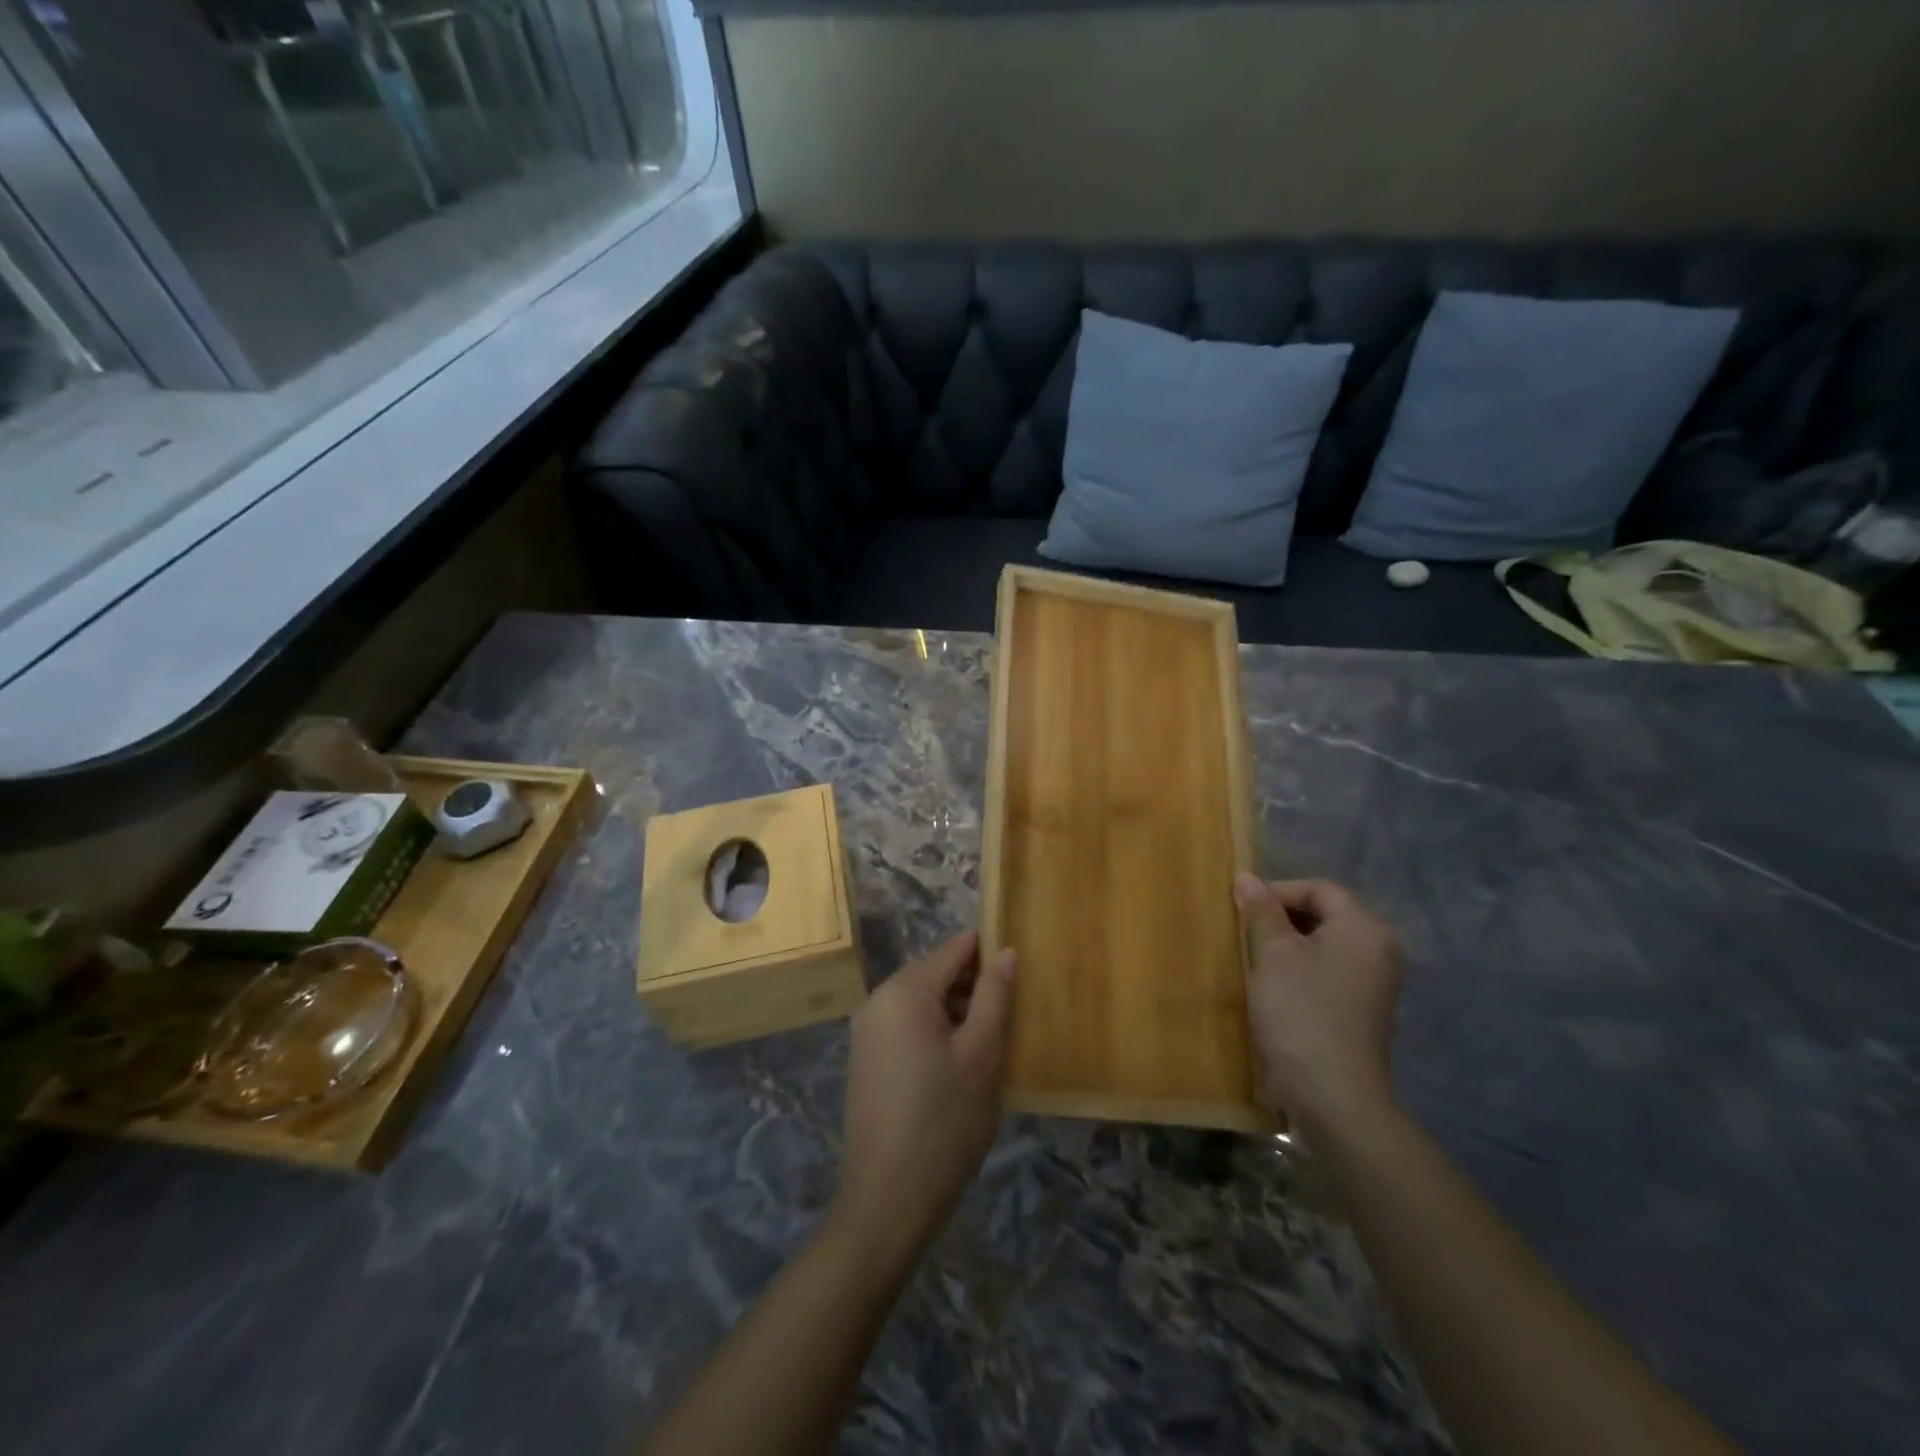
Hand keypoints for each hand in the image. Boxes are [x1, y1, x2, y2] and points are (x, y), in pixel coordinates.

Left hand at [830, 930, 1014, 1274]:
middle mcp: (879, 999)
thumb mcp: (981, 1055)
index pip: (955, 948)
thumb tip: (1006, 951)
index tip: (1021, 970)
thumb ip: (994, 995)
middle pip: (936, 972)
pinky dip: (935, 1030)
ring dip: (956, 1010)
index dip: (990, 952)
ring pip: (922, 1000)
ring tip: (992, 1038)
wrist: (887, 1199)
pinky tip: (960, 1062)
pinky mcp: (866, 1057)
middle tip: (1012, 1013)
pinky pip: (907, 1024)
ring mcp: (867, 1029)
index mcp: (905, 990)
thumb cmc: (944, 1122)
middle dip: (974, 984)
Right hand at [1234, 874, 1403, 1133]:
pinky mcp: (1363, 1009)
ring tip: (1254, 959)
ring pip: (1323, 944)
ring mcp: (1375, 982)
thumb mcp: (1273, 953)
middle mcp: (1379, 949)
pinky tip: (1274, 987)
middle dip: (1280, 918)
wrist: (1332, 1095)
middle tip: (1244, 933)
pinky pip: (1328, 971)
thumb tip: (1247, 877)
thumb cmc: (1300, 1012)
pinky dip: (1300, 969)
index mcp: (1364, 928)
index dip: (1276, 891)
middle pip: (1324, 913)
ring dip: (1286, 945)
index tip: (1241, 911)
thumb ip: (1261, 910)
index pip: (1318, 888)